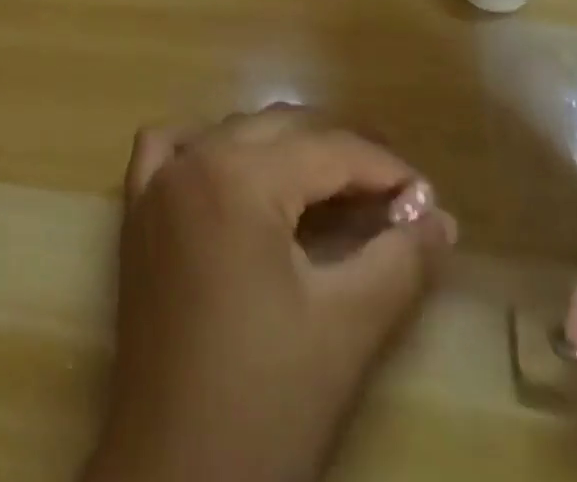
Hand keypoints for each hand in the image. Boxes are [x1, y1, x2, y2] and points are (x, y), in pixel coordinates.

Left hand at [84, 109, 456, 481]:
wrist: (175, 480)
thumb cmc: (267, 403)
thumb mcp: (347, 327)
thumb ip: (400, 260)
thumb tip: (441, 217)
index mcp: (239, 176)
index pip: (329, 151)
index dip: (386, 170)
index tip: (428, 199)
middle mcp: (194, 160)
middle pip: (283, 130)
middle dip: (342, 154)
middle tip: (392, 195)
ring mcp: (157, 183)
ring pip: (233, 133)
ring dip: (284, 149)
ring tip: (332, 187)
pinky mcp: (135, 213)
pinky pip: (168, 148)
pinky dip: (206, 147)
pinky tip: (231, 172)